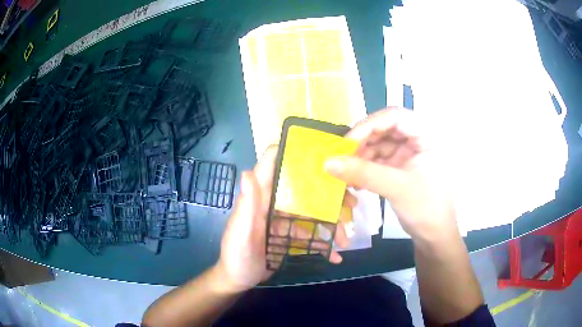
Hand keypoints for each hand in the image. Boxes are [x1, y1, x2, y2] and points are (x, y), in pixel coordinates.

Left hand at [215, 146, 351, 293]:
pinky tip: (334, 255)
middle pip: (302, 189)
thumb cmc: (236, 256)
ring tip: (344, 241)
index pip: (271, 165)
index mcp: (259, 197)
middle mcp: (272, 203)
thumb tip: (247, 172)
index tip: (319, 152)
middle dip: (327, 194)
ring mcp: (282, 219)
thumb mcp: (241, 233)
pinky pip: (309, 233)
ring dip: (330, 224)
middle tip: (351, 202)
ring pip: (311, 213)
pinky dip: (323, 243)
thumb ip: (246, 205)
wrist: (239, 280)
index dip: (291, 152)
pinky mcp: (288, 234)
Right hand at [325, 107, 458, 242]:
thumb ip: (364, 173)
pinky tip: (356, 181)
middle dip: (362, 142)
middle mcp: (416, 139)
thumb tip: (328, 162)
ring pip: (378, 145)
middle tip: (342, 158)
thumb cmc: (426, 208)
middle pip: (383, 129)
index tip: (348, 142)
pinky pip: (377, 160)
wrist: (434, 236)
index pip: (394, 116)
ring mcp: (407, 153)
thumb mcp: (397, 187)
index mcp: (425, 135)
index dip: (370, 125)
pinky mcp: (399, 167)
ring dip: (361, 157)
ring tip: (347, 174)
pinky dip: (365, 168)